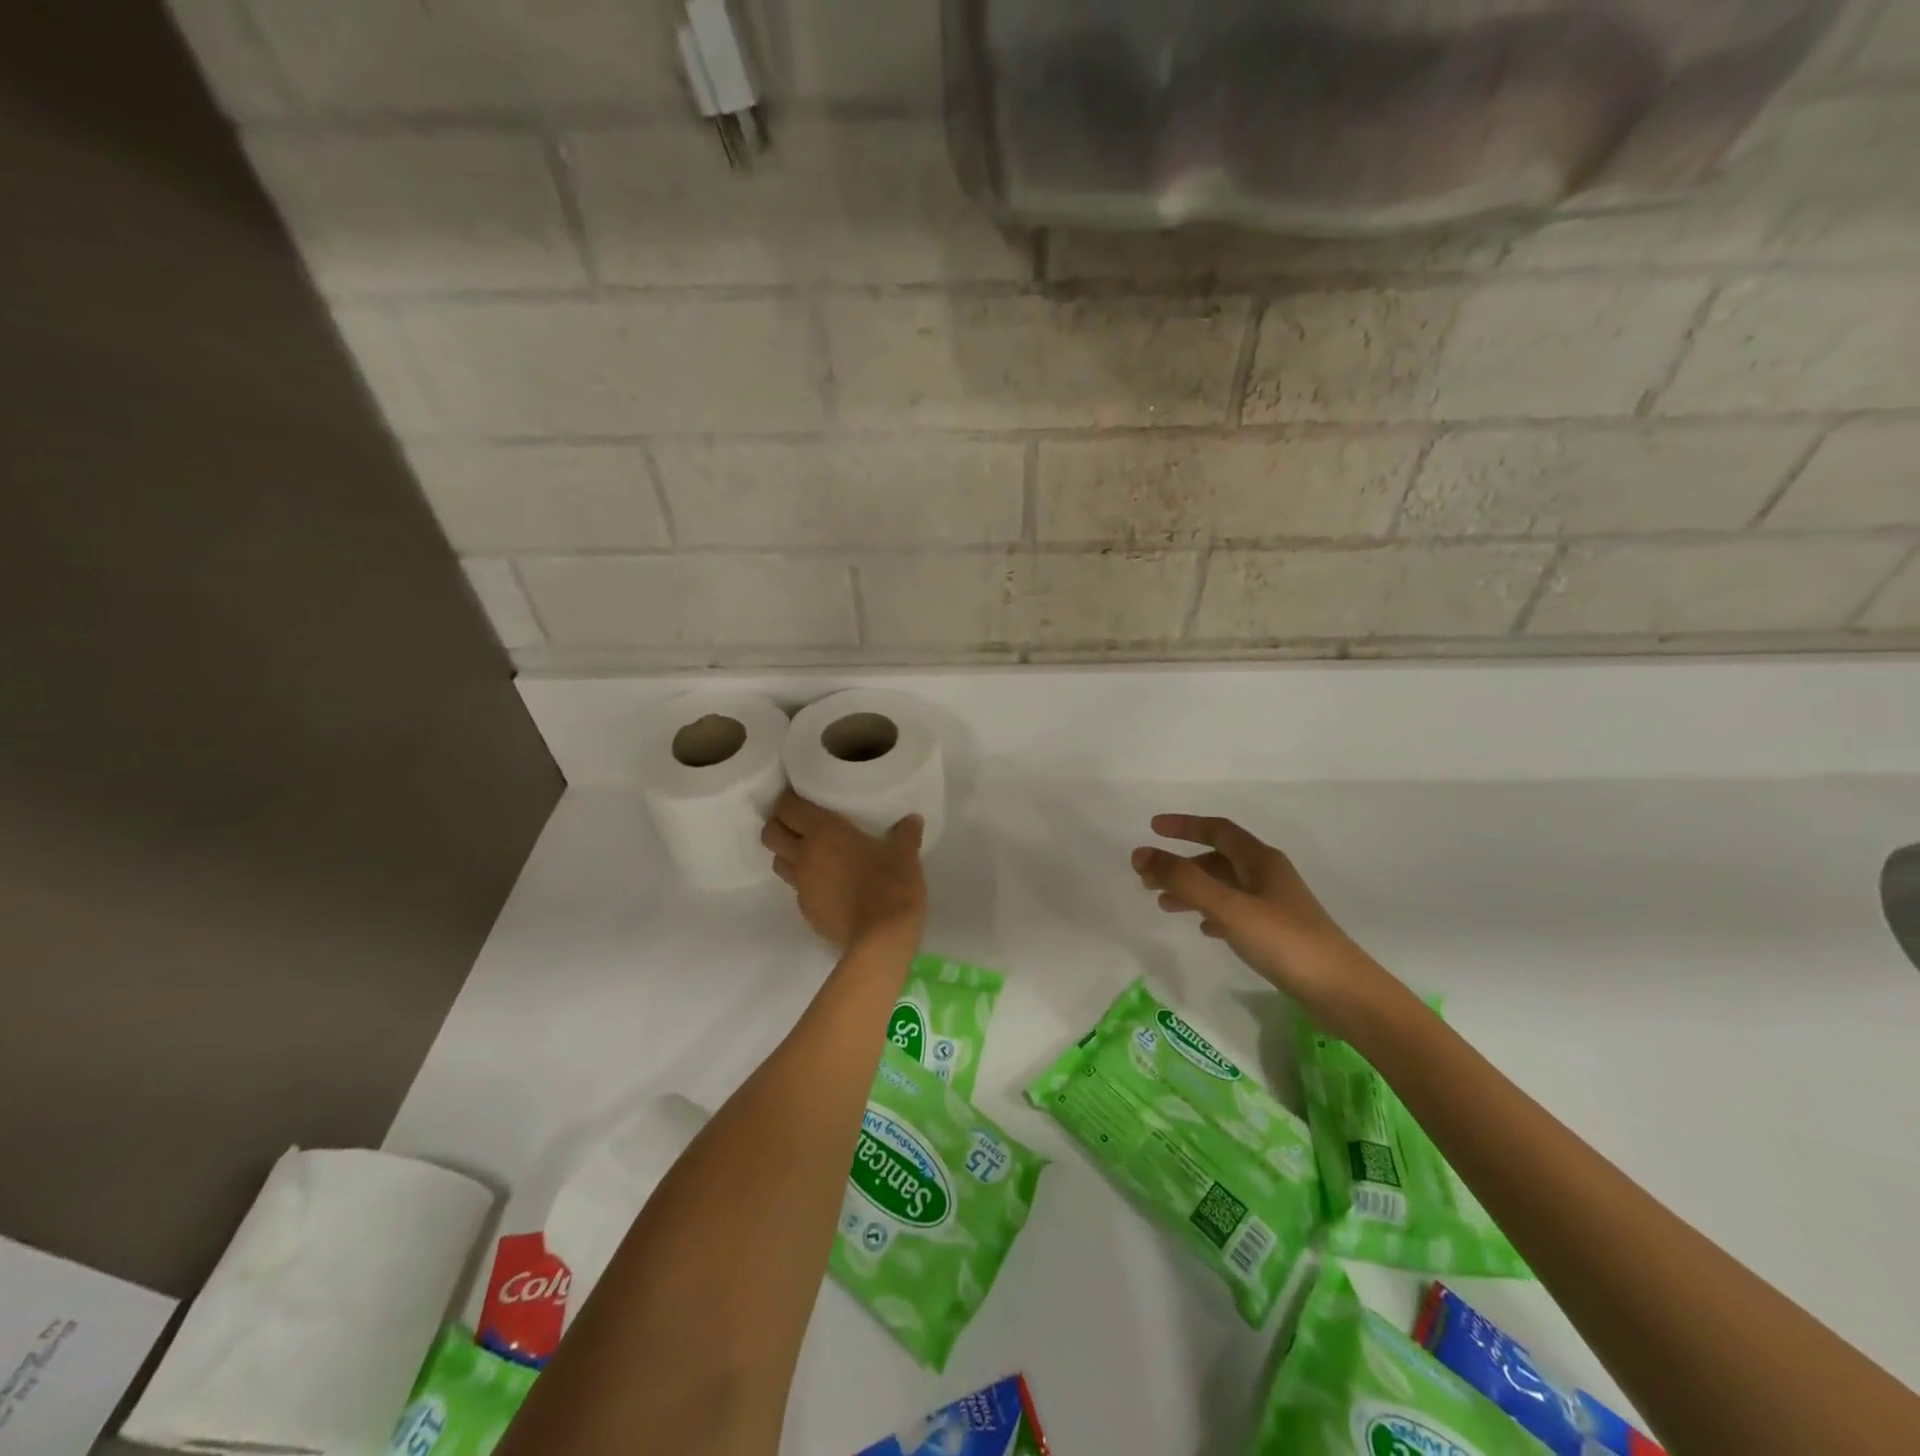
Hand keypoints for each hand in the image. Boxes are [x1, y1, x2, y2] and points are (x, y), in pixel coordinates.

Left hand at [761, 791, 925, 952]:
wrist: (882, 939)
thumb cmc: (892, 885)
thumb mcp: (905, 855)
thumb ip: (905, 834)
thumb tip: (913, 820)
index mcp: (824, 832)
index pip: (788, 807)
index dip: (787, 799)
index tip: (798, 795)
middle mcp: (805, 855)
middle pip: (771, 834)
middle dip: (778, 825)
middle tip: (796, 822)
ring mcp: (802, 886)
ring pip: (778, 862)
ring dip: (787, 854)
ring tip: (808, 853)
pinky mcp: (807, 911)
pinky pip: (797, 889)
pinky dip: (805, 883)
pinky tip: (826, 885)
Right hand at [1132, 814, 1401, 1034]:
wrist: (1341, 992)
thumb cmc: (1283, 941)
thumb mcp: (1227, 906)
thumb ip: (1182, 880)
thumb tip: (1140, 854)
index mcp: (1260, 860)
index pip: (1217, 829)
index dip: (1184, 825)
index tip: (1152, 827)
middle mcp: (1268, 876)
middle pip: (1218, 859)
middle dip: (1182, 865)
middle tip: (1148, 879)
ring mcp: (1275, 905)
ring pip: (1224, 886)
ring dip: (1193, 890)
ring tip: (1164, 906)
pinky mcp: (1277, 933)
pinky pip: (1236, 912)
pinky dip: (1213, 913)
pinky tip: (1203, 929)